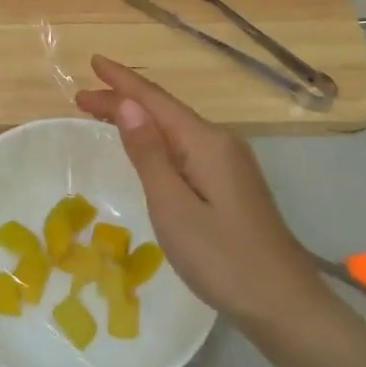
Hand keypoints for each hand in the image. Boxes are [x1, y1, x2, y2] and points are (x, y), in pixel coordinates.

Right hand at [75, 56, 327, 323]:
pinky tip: (146, 147)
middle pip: (165, 111)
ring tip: (103, 114)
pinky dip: (157, 139)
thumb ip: (149, 154)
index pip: (155, 100)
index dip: (122, 81)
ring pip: (176, 129)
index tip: (92, 62)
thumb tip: (128, 105)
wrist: (283, 305)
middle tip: (82, 99)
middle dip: (124, 99)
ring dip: (139, 118)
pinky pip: (186, 147)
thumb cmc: (222, 258)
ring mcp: (230, 163)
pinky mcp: (232, 184)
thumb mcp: (173, 207)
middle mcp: (221, 142)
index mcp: (206, 143)